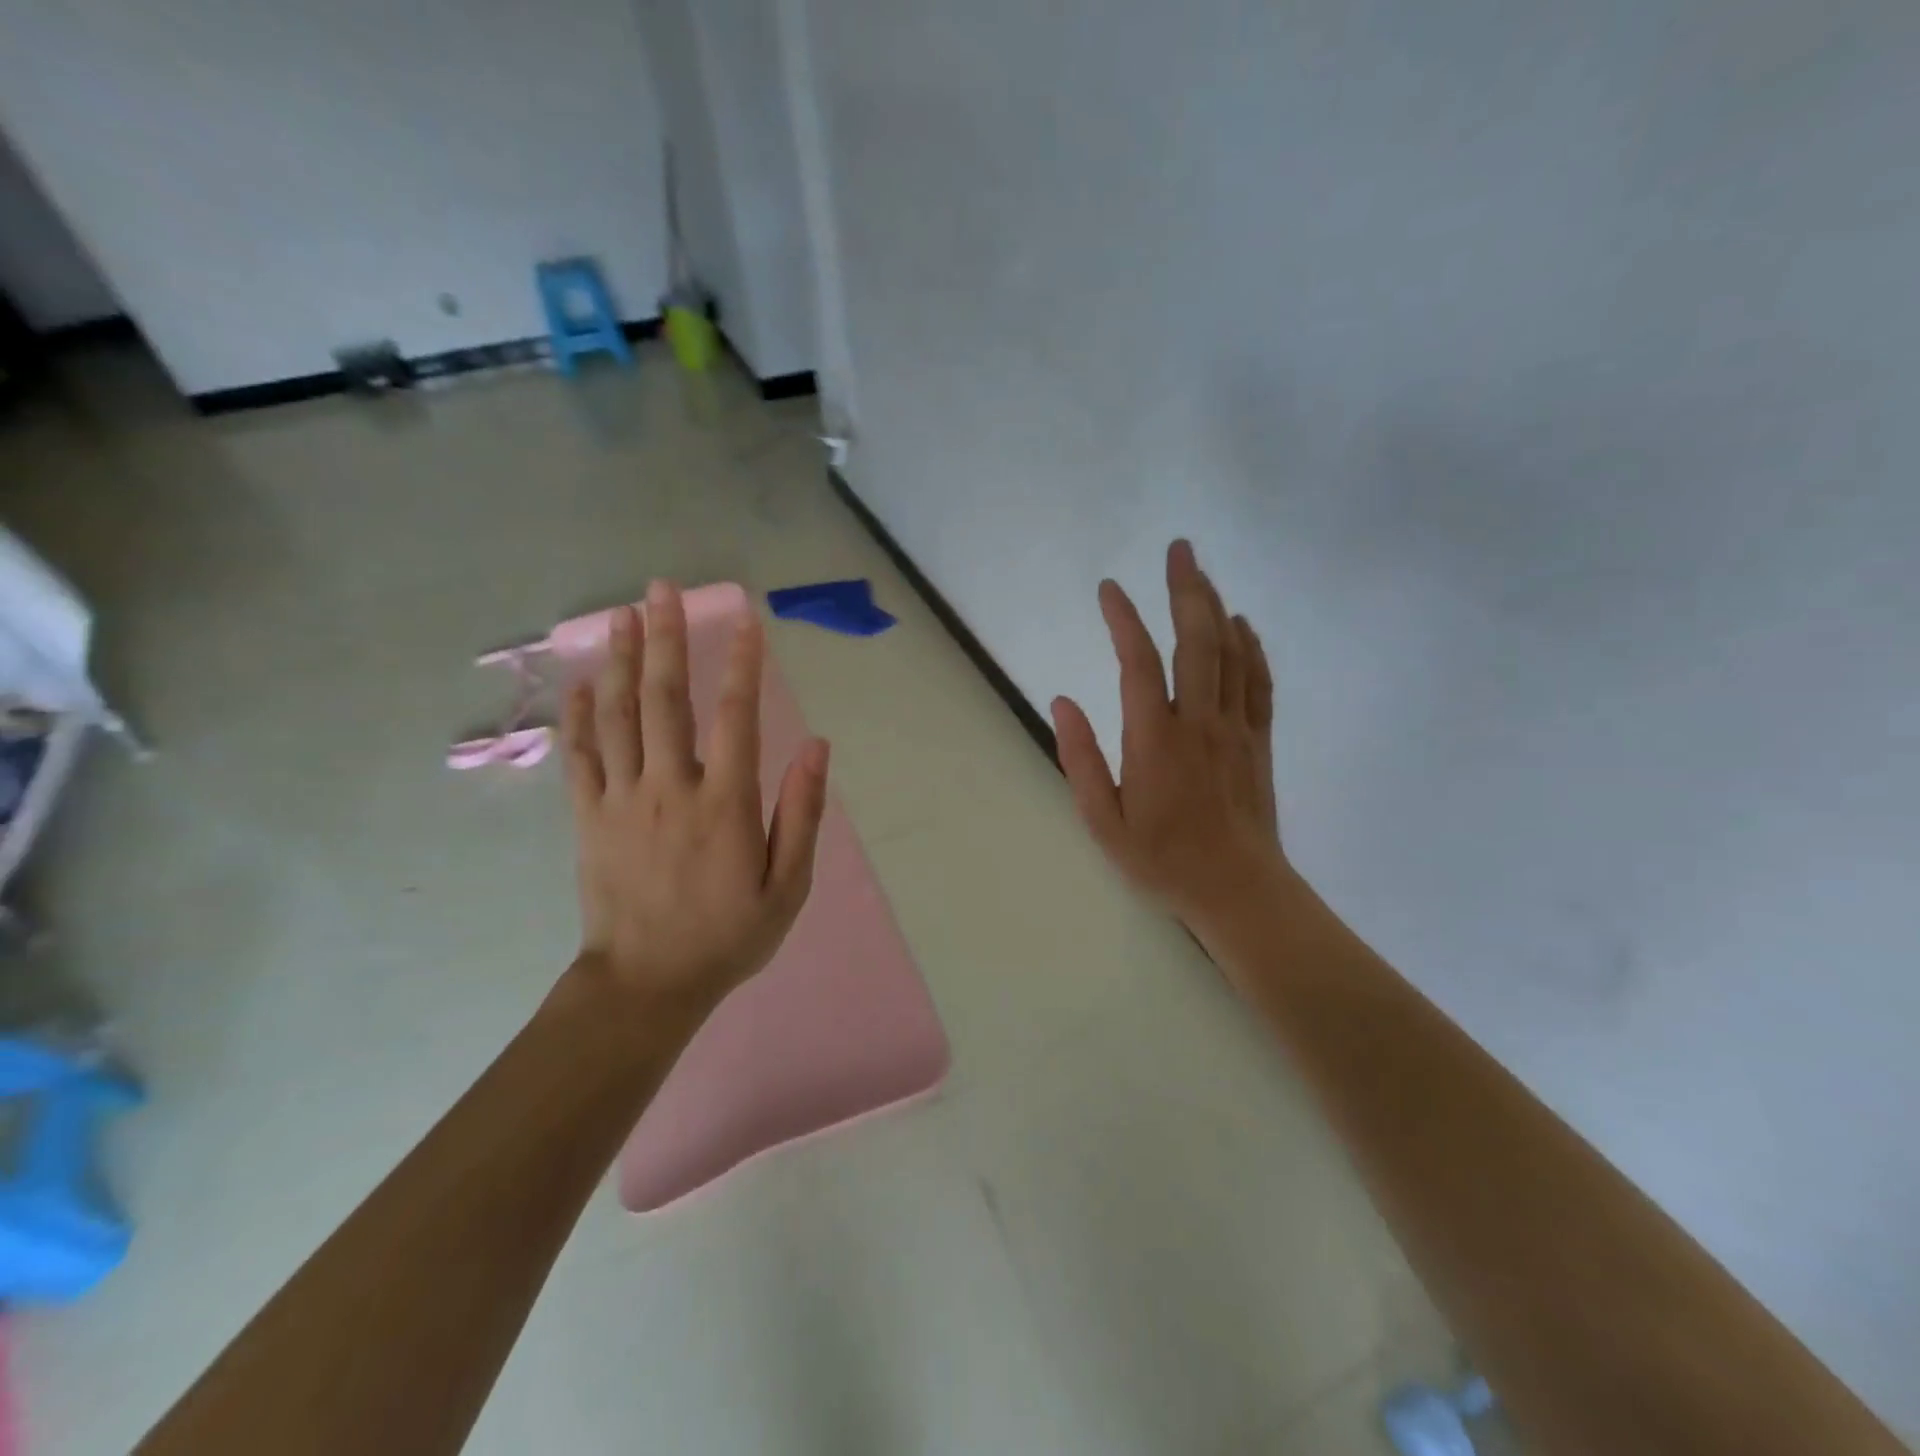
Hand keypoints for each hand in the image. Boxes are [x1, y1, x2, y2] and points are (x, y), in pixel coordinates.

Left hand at [561, 582, 829, 1018]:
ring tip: (622, 614)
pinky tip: (578, 682)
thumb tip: (816, 747)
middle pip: (666, 699)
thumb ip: (801, 813)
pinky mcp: (588, 817)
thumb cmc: (728, 935)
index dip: (741, 663)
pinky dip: (578, 715)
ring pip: (618, 716)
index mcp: (725, 803)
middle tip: (661, 589)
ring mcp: (622, 800)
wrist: (647, 985)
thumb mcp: (788, 886)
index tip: (745, 619)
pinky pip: (580, 755)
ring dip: (619, 661)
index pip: (736, 716)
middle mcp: (670, 788)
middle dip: (666, 638)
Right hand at [1051, 539, 1282, 950]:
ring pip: (1230, 653)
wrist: (1238, 890)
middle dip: (1186, 589)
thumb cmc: (1162, 860)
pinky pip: (1258, 681)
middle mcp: (1199, 722)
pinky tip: (1243, 624)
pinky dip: (1252, 646)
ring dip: (1216, 607)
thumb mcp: (1103, 821)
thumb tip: (1064, 701)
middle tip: (1179, 549)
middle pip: (1195, 641)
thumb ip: (1080, 759)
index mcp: (1155, 740)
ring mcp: (1235, 728)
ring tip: (1202, 572)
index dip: (1123, 620)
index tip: (1109, 588)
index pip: (1138, 663)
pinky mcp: (1258, 740)